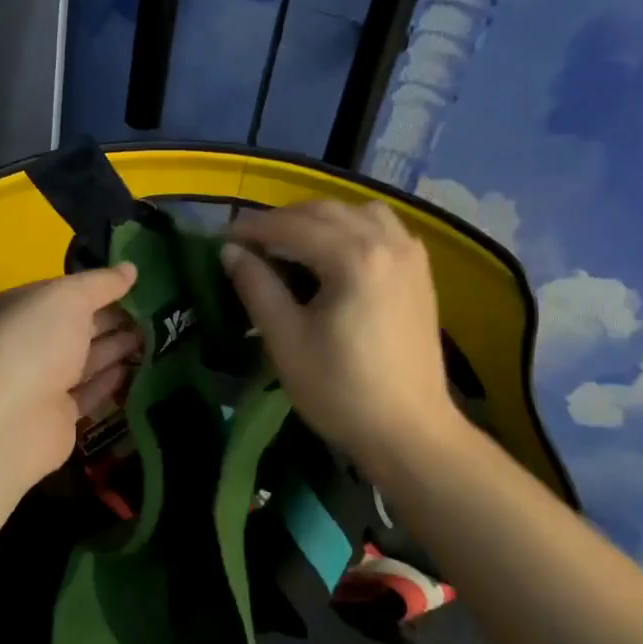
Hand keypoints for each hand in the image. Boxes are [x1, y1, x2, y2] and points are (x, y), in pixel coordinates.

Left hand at [0, 264, 141, 485]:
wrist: (7, 422)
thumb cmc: (33, 343)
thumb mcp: (69, 298)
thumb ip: (101, 283)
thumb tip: (131, 268)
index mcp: (16, 308)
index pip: (61, 292)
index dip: (96, 287)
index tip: (135, 285)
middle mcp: (24, 344)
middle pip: (75, 326)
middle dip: (112, 318)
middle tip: (155, 311)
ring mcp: (39, 383)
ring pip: (85, 360)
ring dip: (117, 347)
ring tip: (156, 336)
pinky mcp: (57, 417)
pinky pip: (89, 393)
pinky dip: (112, 381)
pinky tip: (138, 369)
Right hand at [222, 201, 457, 464]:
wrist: (410, 432)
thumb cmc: (341, 391)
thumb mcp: (287, 340)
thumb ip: (256, 287)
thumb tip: (230, 250)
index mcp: (353, 258)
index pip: (292, 225)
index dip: (252, 227)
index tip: (222, 237)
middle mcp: (386, 242)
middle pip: (324, 211)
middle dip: (282, 219)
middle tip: (250, 242)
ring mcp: (409, 253)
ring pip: (356, 211)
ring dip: (319, 219)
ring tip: (293, 243)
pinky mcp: (420, 270)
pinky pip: (383, 226)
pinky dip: (353, 227)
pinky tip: (336, 253)